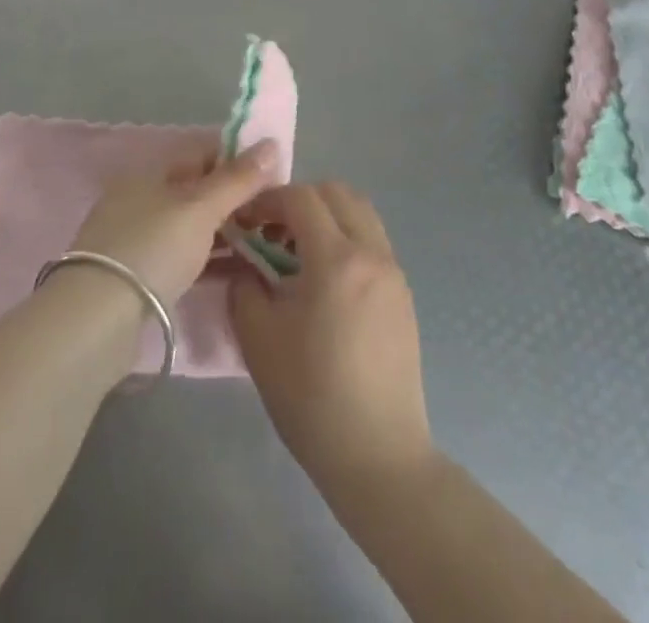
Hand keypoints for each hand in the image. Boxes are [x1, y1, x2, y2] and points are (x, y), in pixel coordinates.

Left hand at [68, 136, 283, 311]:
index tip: (276, 176)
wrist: (98, 319)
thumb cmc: (153, 247)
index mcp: (151, 173)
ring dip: (228, 233)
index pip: (202, 154)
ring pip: (193, 227)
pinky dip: (213, 260)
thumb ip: (237, 178)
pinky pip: (187, 258)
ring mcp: (140, 239)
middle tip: (277, 214)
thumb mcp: (200, 208)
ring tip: (268, 243)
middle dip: (237, 200)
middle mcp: (143, 199)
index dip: (239, 159)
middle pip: (199, 191)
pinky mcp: (142, 277)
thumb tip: (272, 142)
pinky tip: (242, 271)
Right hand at [229, 182, 434, 495]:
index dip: (268, 200)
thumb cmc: (310, 395)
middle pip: (337, 193)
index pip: (301, 197)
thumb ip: (245, 285)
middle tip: (272, 230)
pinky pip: (372, 243)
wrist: (378, 455)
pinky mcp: (403, 295)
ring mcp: (394, 273)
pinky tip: (324, 283)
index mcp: (336, 259)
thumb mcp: (258, 337)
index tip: (245, 221)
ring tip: (297, 254)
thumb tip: (247, 264)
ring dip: (326, 217)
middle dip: (300, 200)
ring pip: (360, 214)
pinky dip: (346, 240)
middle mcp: (372, 253)